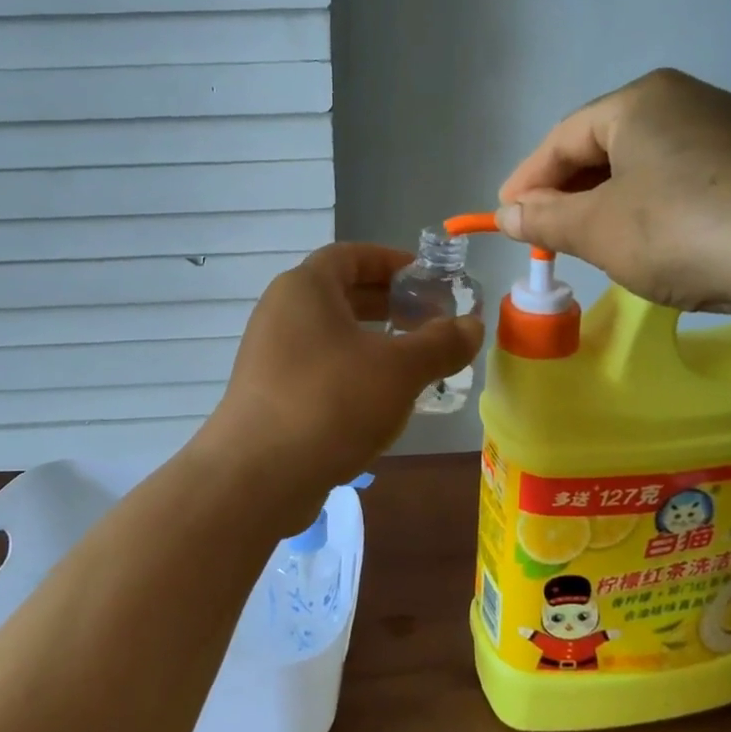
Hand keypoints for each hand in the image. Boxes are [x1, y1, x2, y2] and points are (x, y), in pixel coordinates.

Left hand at [202, 244, 483, 493]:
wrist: (258, 476)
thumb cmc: (331, 402)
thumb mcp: (399, 369)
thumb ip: (440, 343)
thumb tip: (472, 326)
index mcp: (305, 288)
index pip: (350, 255)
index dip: (392, 261)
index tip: (428, 279)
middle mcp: (281, 313)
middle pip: (340, 294)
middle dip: (388, 304)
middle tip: (430, 320)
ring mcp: (270, 355)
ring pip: (331, 335)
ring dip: (373, 341)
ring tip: (415, 362)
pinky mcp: (269, 393)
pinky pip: (319, 367)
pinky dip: (352, 371)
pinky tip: (381, 400)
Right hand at [496, 68, 730, 319]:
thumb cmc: (682, 231)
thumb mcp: (597, 230)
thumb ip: (544, 220)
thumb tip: (507, 216)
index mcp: (641, 100)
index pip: (563, 139)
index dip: (527, 181)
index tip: (505, 217)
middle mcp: (686, 100)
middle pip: (604, 147)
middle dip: (569, 192)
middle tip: (546, 234)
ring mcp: (730, 129)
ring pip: (644, 164)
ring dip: (608, 202)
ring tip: (593, 241)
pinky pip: (683, 179)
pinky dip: (652, 207)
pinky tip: (652, 241)